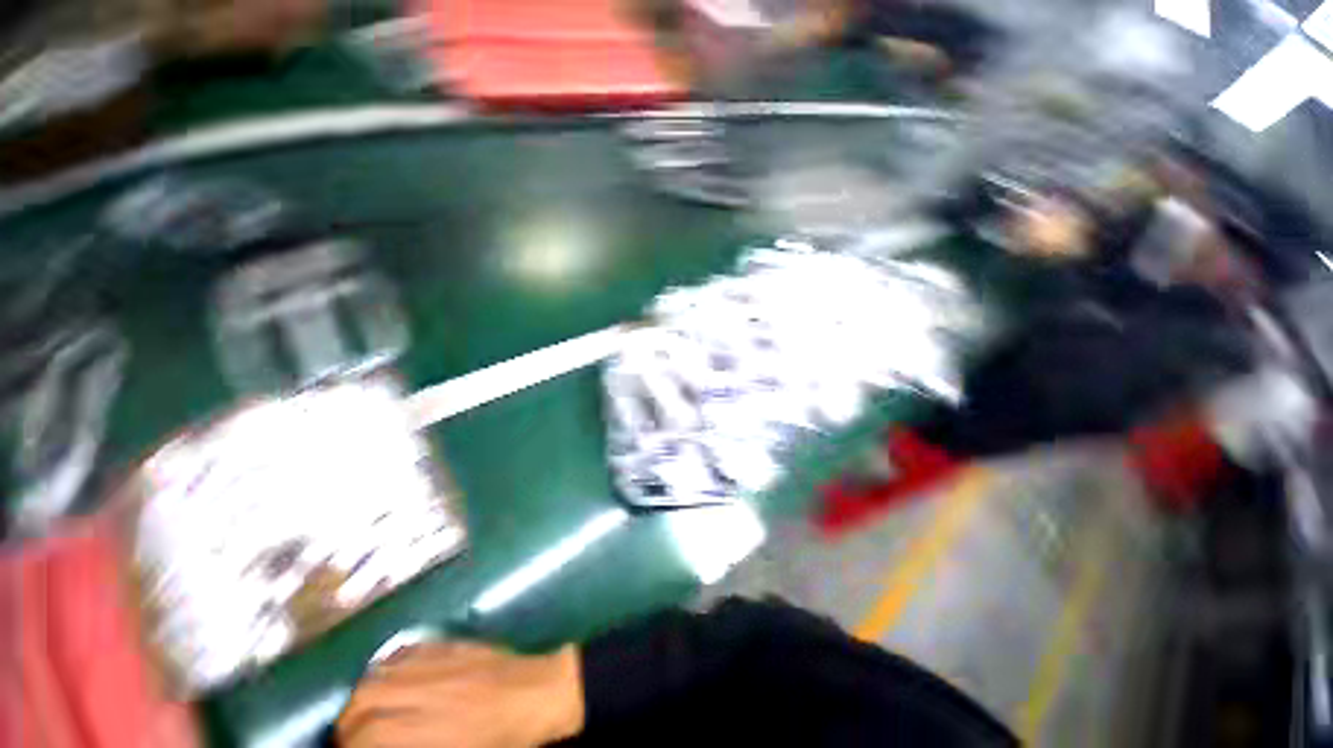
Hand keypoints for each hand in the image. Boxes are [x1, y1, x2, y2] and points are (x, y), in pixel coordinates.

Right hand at [337, 641, 584, 747]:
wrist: (537, 693)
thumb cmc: (502, 739)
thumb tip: (386, 742)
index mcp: (424, 730)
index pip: (367, 736)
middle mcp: (423, 691)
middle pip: (363, 700)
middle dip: (349, 723)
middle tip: (352, 738)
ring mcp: (437, 662)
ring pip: (378, 673)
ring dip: (363, 694)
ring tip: (365, 710)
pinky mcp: (449, 645)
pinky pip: (405, 651)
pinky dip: (387, 667)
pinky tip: (389, 679)